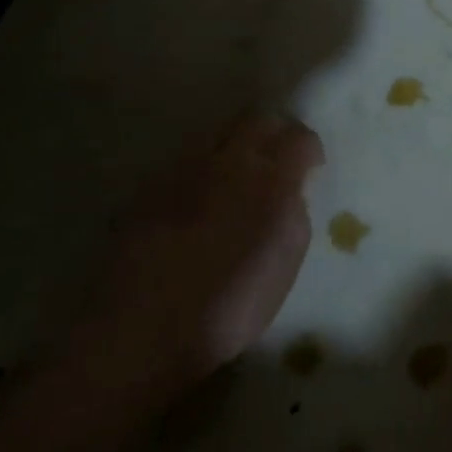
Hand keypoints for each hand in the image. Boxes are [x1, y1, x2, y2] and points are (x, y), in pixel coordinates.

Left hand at [56, 114, 322, 402]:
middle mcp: (227, 162)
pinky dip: (200, 169)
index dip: (309, 149)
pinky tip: (197, 201)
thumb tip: (291, 189)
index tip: (310, 169)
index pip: (299, 137)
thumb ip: (294, 212)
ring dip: (234, 146)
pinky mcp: (147, 188)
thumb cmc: (229, 305)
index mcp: (270, 180)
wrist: (141, 331)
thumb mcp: (286, 261)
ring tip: (236, 178)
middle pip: (256, 119)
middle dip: (272, 132)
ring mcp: (182, 171)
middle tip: (276, 161)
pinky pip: (184, 160)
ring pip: (216, 132)